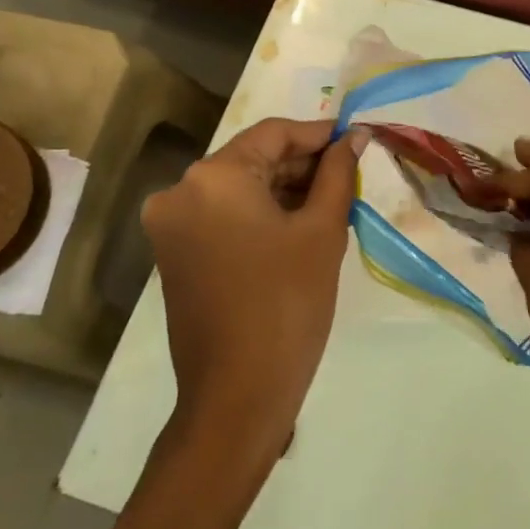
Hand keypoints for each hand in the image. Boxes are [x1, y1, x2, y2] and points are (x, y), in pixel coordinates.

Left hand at [140, 117, 364, 459]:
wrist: (238, 395)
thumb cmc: (287, 303)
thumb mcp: (322, 230)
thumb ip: (338, 173)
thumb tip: (354, 136)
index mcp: (213, 177)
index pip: (274, 133)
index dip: (319, 134)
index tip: (357, 140)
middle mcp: (181, 191)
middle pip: (254, 158)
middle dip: (303, 163)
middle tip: (350, 174)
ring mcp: (172, 225)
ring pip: (240, 186)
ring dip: (285, 188)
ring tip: (333, 200)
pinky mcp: (176, 253)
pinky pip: (225, 214)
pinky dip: (262, 212)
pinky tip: (300, 223)